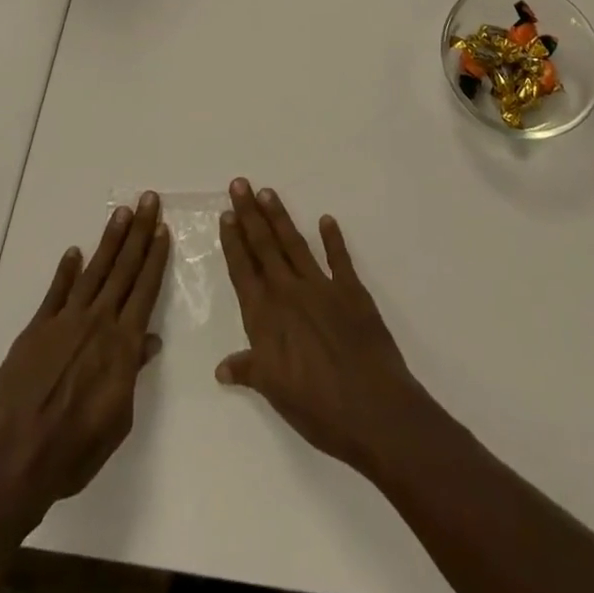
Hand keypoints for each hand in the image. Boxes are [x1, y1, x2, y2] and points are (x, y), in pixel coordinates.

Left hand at [0, 191, 170, 533]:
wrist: (12, 461)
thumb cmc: (73, 452)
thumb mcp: (117, 422)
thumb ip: (133, 376)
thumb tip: (150, 341)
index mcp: (122, 345)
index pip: (145, 290)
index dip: (155, 258)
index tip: (163, 229)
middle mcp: (97, 322)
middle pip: (123, 269)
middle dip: (139, 233)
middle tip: (149, 200)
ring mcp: (65, 322)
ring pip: (94, 271)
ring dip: (110, 240)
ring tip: (122, 212)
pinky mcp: (36, 329)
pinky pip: (55, 292)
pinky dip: (66, 270)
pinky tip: (74, 252)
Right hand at [215, 178, 431, 475]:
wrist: (371, 408)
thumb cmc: (317, 407)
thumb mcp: (274, 392)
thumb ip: (249, 370)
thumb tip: (222, 368)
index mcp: (265, 317)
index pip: (243, 270)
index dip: (233, 242)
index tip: (226, 216)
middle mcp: (289, 293)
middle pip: (264, 247)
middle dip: (250, 215)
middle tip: (239, 184)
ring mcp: (321, 287)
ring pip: (294, 244)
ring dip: (279, 218)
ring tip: (267, 192)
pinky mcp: (351, 290)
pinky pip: (339, 258)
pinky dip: (332, 238)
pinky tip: (326, 220)